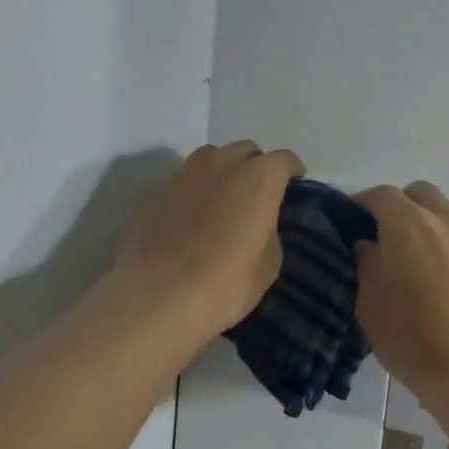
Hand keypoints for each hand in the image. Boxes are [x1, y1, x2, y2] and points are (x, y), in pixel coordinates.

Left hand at [112, 141, 304, 342]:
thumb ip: (269, 229)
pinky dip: (191, 193)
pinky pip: (182, 183)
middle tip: (256, 195)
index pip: (284, 160)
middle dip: (254, 167)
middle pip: (245, 151)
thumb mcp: (269, 262)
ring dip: (221, 173)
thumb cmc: (227, 282)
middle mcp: (222, 163)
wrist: (158, 297)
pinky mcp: (154, 192)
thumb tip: (259, 222)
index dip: (292, 172)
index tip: (293, 187)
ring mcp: (183, 174)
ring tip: (220, 201)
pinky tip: (188, 220)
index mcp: (259, 176)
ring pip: (210, 159)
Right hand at [353, 182, 448, 409]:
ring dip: (430, 227)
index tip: (352, 222)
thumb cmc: (414, 339)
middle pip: (420, 194)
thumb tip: (370, 245)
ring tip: (420, 263)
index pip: (381, 195)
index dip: (363, 204)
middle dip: (401, 207)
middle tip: (387, 237)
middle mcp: (447, 219)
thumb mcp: (370, 305)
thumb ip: (367, 264)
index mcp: (409, 223)